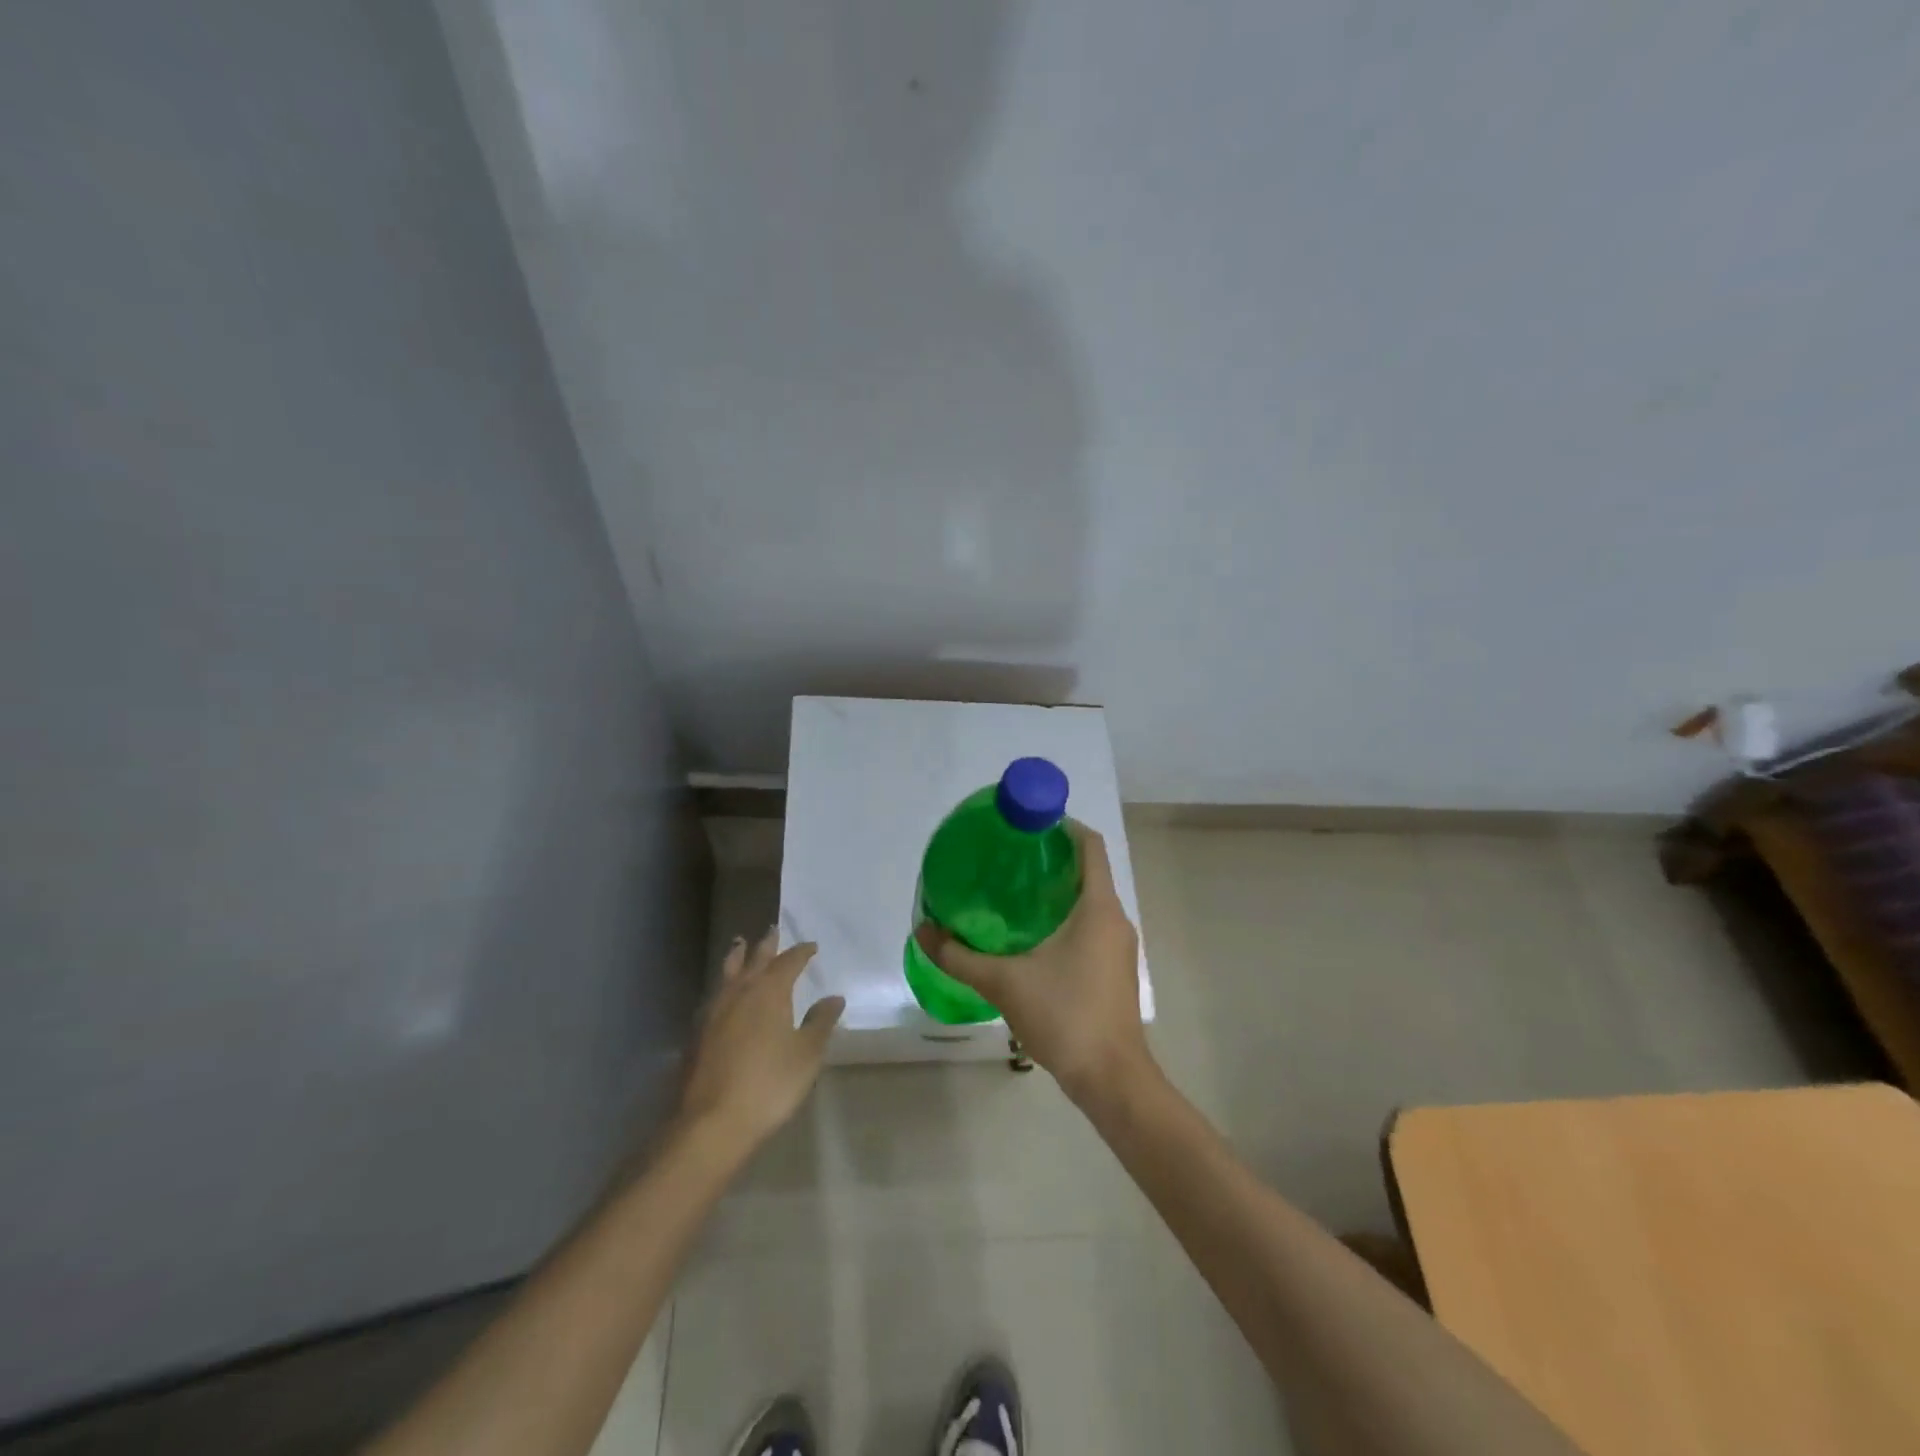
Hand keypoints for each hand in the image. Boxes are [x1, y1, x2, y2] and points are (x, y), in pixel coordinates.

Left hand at [678, 929, 843, 1151]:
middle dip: (766, 944)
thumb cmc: (769, 1084)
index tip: (811, 946)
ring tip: (739, 944)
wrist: (711, 1122)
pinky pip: (714, 995)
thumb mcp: (806, 1054)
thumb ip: (820, 1022)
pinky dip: (724, 984)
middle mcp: (740, 992)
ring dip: (737, 956)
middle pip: (755, 959)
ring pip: (728, 972)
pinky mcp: (697, 1033)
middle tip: (772, 928)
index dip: (801, 952)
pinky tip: (724, 994)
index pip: (789, 962)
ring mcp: (714, 1011)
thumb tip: (834, 997)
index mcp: (770, 992)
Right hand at [913, 823, 1153, 1105]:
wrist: (1112, 1079)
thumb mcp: (1004, 983)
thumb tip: (923, 931)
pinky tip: (1032, 936)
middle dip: (1050, 858)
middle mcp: (1115, 919)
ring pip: (1090, 900)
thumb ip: (959, 956)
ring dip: (1057, 890)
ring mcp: (1119, 946)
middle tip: (1007, 858)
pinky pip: (1092, 925)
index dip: (1062, 825)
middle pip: (1088, 870)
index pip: (1090, 845)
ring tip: (1013, 893)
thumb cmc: (1065, 1016)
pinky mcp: (1115, 969)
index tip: (1026, 824)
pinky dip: (1066, 917)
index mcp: (1098, 907)